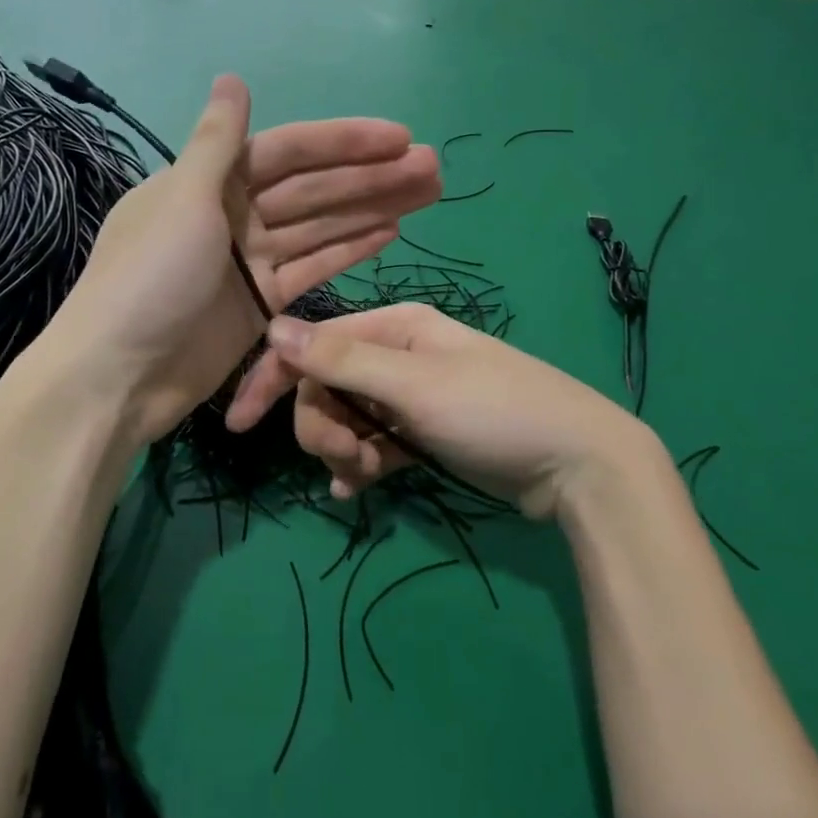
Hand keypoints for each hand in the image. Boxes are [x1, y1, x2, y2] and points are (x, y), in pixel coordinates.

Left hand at [40, 77, 440, 448]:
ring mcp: (248, 261)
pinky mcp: (261, 303)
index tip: (400, 138)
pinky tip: (390, 232)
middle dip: (371, 177)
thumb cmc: (147, 280)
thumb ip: (217, 142)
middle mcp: (232, 214)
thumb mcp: (182, 201)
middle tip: (434, 167)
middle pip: (313, 189)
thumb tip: (233, 78)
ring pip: (320, 226)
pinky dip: (348, 249)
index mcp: (210, 182)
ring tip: (428, 193)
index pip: (289, 152)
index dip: (344, 143)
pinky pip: (312, 267)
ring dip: (371, 209)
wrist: (117, 377)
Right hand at [225, 304, 664, 520]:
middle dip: (323, 426)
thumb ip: (342, 359)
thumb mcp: (415, 385)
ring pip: (346, 417)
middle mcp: (397, 354)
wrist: (579, 466)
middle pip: (326, 385)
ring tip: (367, 476)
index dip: (272, 379)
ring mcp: (410, 395)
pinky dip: (358, 464)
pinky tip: (355, 490)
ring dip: (342, 449)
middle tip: (348, 459)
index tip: (237, 424)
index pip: (312, 345)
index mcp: (394, 327)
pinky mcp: (422, 433)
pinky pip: (371, 443)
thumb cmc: (495, 412)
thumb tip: (274, 327)